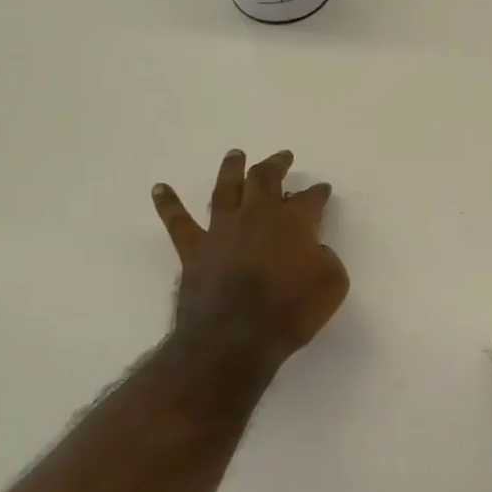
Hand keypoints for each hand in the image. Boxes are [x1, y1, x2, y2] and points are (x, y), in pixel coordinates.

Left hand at [153, 149, 347, 366]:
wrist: (236, 337)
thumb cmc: (291, 312)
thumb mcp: (332, 285)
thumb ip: (327, 259)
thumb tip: (315, 250)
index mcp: (294, 223)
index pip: (310, 199)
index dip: (318, 193)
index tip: (322, 189)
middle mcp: (257, 216)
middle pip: (265, 179)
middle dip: (276, 165)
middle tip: (282, 157)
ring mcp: (223, 230)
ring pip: (226, 189)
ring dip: (232, 169)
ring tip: (235, 154)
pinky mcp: (195, 249)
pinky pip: (178, 221)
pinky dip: (169, 204)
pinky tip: (160, 188)